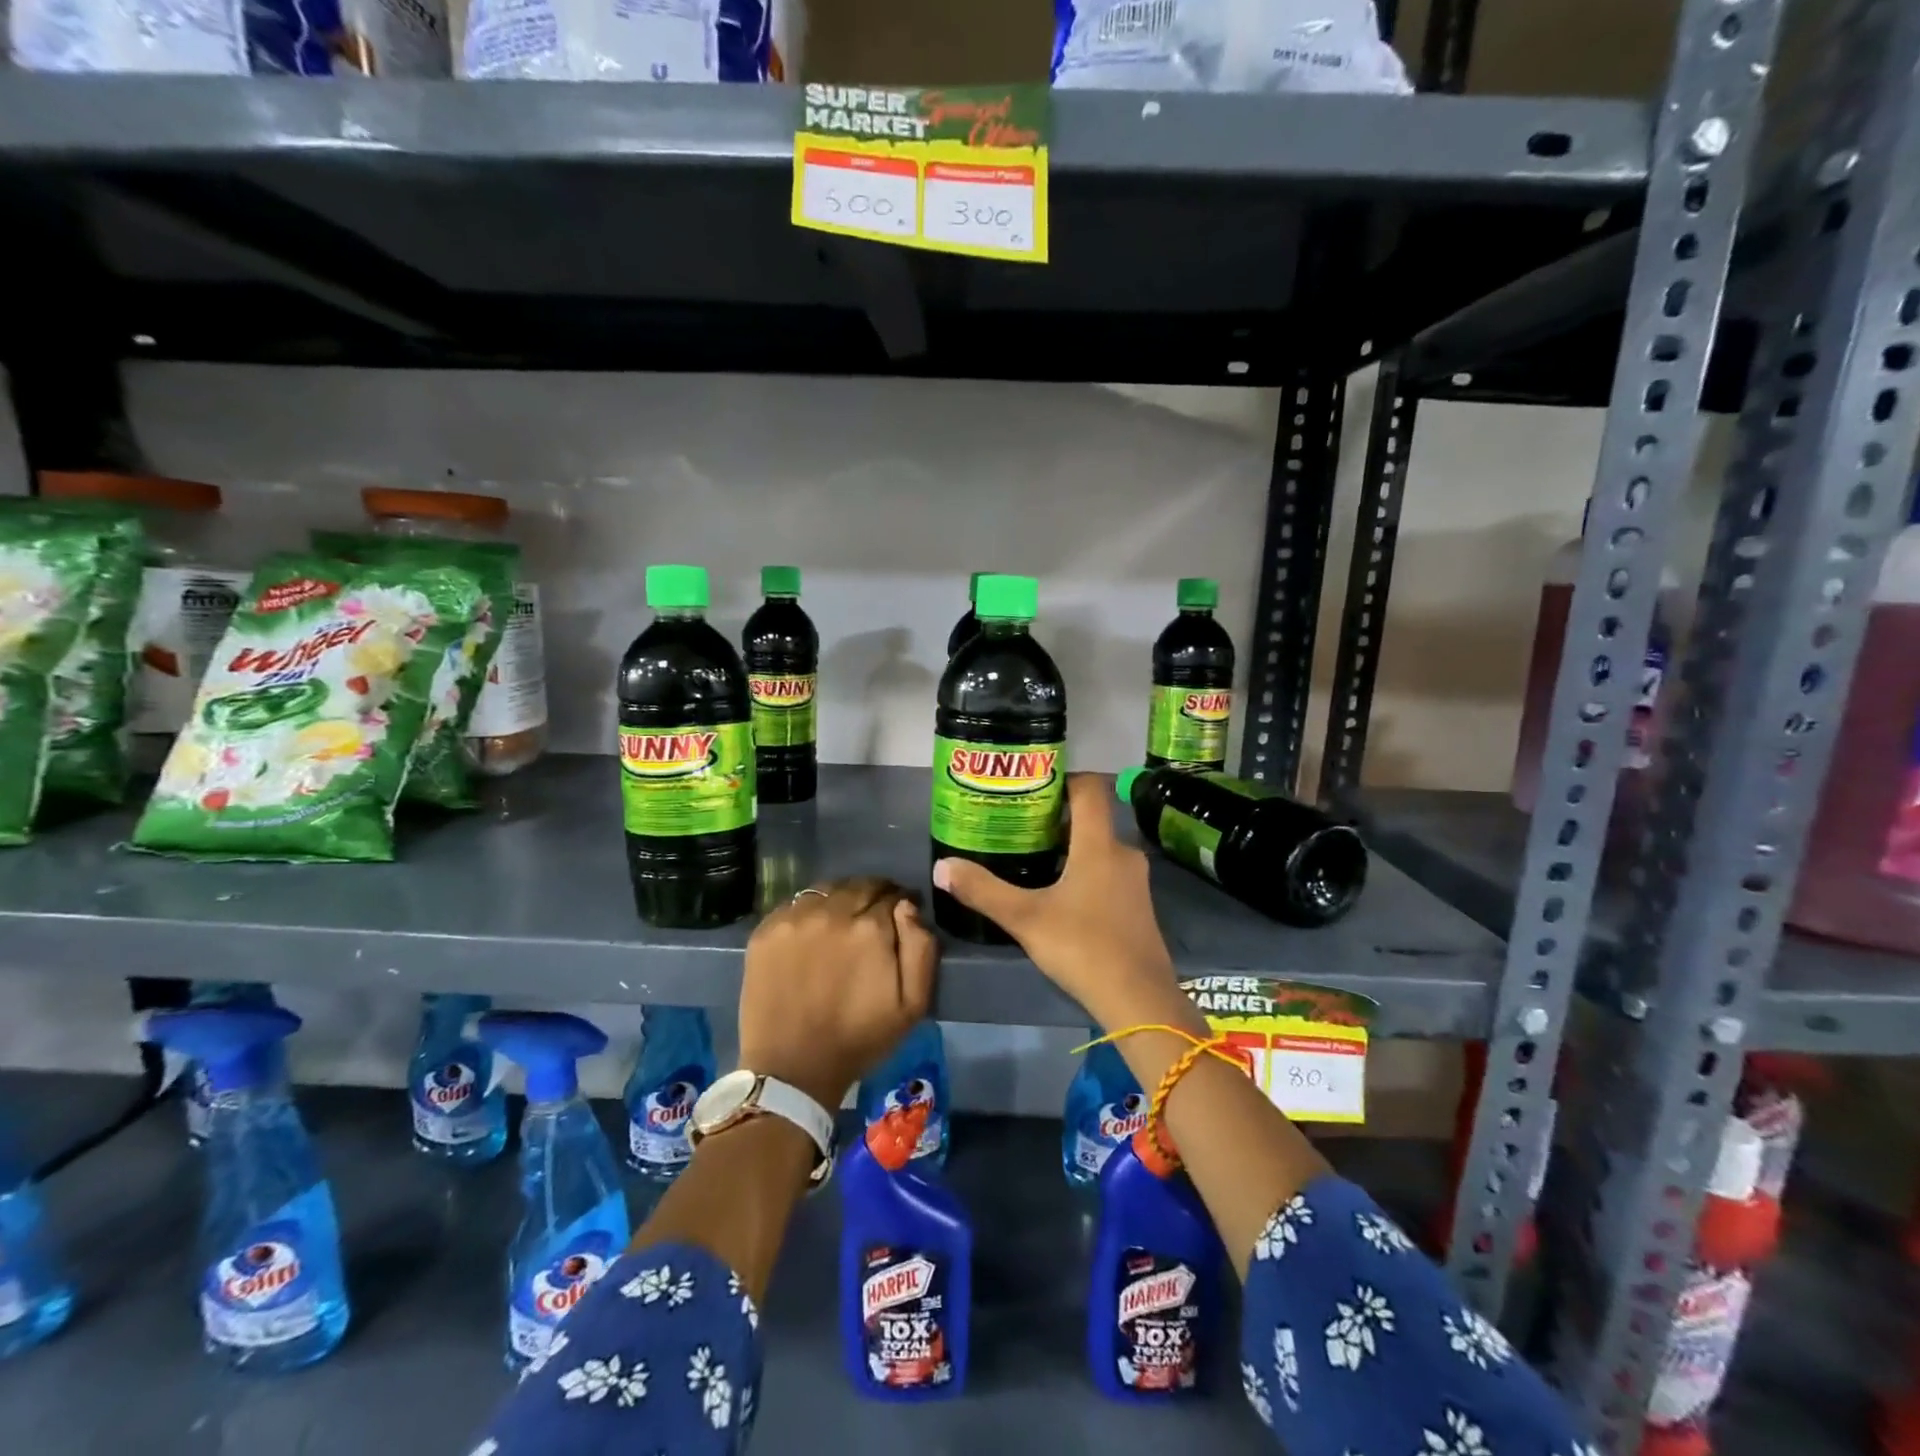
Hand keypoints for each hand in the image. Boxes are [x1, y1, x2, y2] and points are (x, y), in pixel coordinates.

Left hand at [737, 877, 938, 1112]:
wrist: (792, 1069)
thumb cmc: (859, 1039)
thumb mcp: (914, 1004)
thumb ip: (921, 947)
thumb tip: (908, 906)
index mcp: (870, 927)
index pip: (893, 894)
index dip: (901, 904)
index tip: (901, 917)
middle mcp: (831, 912)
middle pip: (860, 886)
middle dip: (873, 897)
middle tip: (873, 920)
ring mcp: (794, 918)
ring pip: (827, 890)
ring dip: (841, 900)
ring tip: (842, 924)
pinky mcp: (765, 930)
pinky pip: (796, 904)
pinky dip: (810, 912)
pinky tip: (812, 934)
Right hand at [932, 774, 1204, 1035]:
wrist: (1139, 1000)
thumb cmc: (1083, 948)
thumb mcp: (1025, 919)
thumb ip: (983, 890)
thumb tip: (942, 867)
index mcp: (1100, 845)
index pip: (1089, 788)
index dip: (1063, 778)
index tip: (1031, 784)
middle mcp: (1123, 853)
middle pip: (1091, 818)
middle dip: (1055, 817)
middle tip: (1018, 824)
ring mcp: (1134, 880)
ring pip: (1099, 846)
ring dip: (1069, 846)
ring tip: (1031, 857)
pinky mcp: (1137, 905)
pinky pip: (1108, 871)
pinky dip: (1084, 869)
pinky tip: (1059, 893)